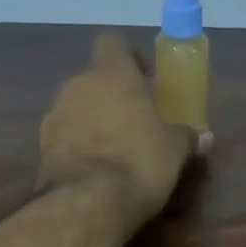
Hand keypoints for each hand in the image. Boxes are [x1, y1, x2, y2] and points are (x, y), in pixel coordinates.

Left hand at [39, 32, 205, 221]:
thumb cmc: (139, 162)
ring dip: (93, 122)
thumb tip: (204, 136)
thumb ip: (187, 137)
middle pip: (95, 80)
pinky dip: (79, 147)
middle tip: (135, 122)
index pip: (114, 43)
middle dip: (113, 96)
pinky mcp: (41, 148)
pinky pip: (65, 138)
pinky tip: (95, 171)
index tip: (146, 80)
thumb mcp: (175, 150)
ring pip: (78, 108)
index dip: (130, 58)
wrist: (87, 203)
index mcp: (112, 73)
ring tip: (115, 151)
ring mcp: (54, 116)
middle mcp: (77, 85)